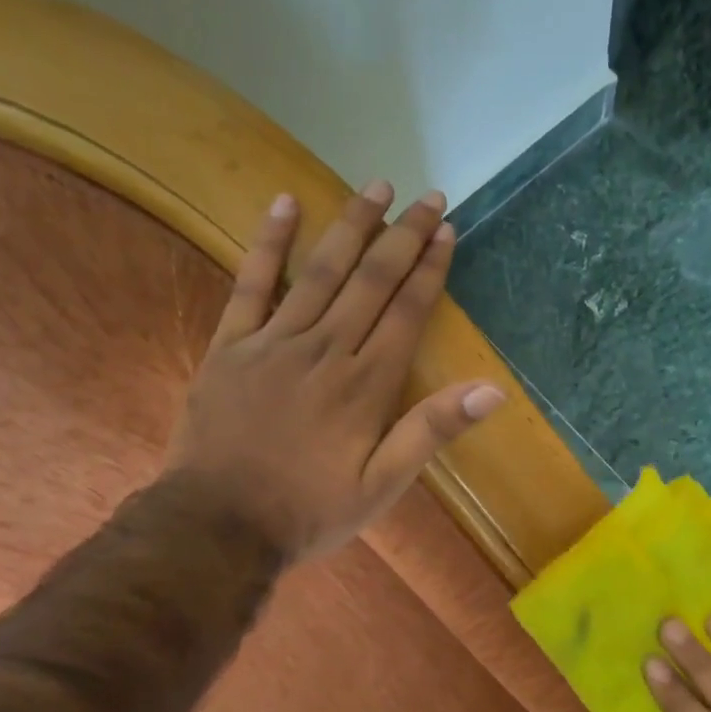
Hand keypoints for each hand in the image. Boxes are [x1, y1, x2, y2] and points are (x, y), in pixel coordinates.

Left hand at [166, 181, 505, 565]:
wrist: (218, 525)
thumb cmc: (309, 511)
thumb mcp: (383, 486)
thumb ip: (431, 432)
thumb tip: (491, 389)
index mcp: (366, 385)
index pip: (406, 312)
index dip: (430, 269)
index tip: (447, 231)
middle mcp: (326, 350)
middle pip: (371, 281)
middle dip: (402, 236)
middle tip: (426, 196)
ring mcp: (274, 342)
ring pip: (321, 272)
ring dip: (351, 226)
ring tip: (376, 186)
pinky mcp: (230, 346)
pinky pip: (251, 284)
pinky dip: (270, 243)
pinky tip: (285, 204)